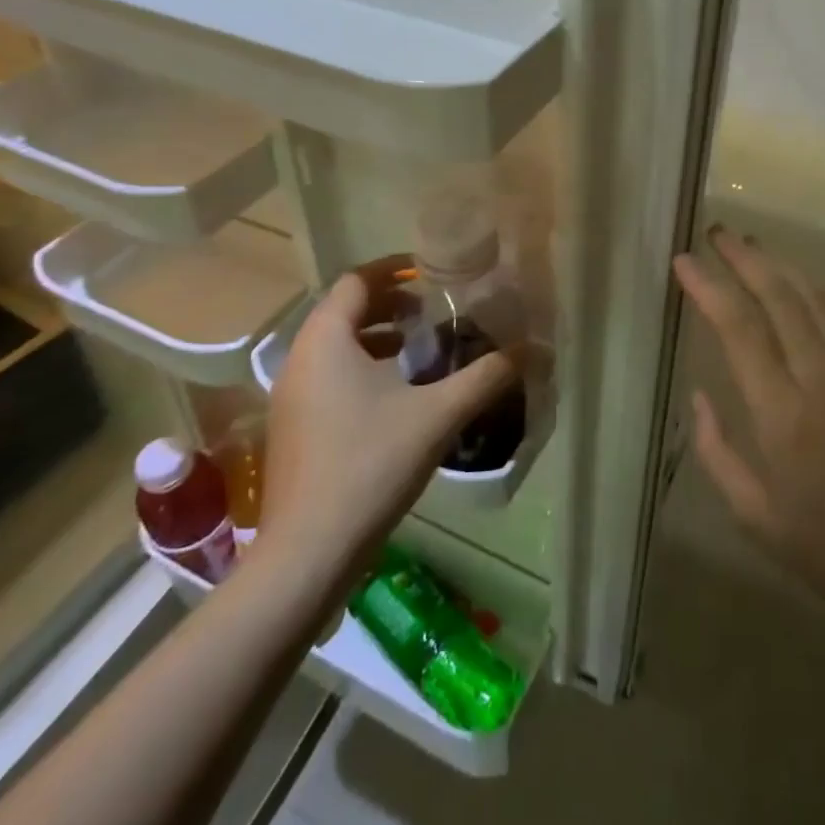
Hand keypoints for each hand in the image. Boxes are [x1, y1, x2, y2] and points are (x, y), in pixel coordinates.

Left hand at [257, 255, 522, 575]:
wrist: (308, 554)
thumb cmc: (370, 465)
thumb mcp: (438, 414)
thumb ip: (486, 376)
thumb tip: (533, 349)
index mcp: (326, 340)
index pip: (357, 281)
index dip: (394, 269)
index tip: (431, 273)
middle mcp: (300, 359)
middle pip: (345, 310)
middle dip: (390, 305)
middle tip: (434, 311)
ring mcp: (291, 397)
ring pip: (335, 346)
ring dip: (376, 338)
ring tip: (420, 349)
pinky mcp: (293, 429)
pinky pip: (328, 377)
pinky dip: (361, 368)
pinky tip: (397, 396)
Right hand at [675, 227, 824, 642]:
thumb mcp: (753, 515)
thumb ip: (716, 451)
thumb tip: (697, 395)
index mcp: (782, 414)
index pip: (739, 327)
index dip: (709, 286)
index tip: (683, 261)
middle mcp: (822, 378)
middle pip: (778, 295)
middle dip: (743, 257)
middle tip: (716, 233)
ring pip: (813, 296)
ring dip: (778, 264)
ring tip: (749, 245)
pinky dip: (813, 290)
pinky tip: (796, 282)